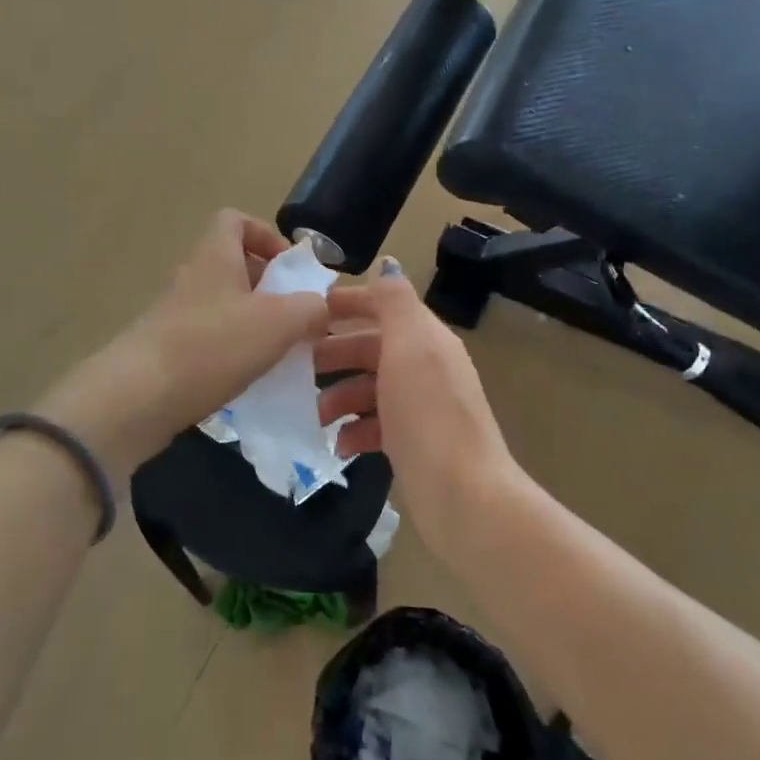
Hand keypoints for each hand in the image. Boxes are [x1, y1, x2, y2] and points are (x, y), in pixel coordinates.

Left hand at [36, 211, 330, 476]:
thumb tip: (320, 307)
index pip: (234, 220)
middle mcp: (192, 277)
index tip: (290, 267)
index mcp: (215, 256)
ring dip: (253, 323)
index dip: (265, 234)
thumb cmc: (212, 346)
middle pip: (233, 266)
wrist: (137, 398)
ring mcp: (174, 315)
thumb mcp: (278, 323)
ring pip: (223, 306)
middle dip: (268, 287)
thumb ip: (310, 309)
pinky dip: (232, 352)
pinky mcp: (166, 350)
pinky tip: (249, 379)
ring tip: (279, 352)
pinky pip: (209, 339)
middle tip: (295, 316)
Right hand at [314, 261, 519, 545]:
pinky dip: (355, 430)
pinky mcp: (413, 442)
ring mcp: (421, 406)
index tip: (308, 310)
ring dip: (340, 395)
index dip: (349, 302)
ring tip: (315, 416)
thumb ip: (394, 301)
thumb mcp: (410, 345)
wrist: (463, 494)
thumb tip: (387, 265)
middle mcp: (426, 366)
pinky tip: (340, 445)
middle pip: (373, 347)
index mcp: (426, 338)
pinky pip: (376, 424)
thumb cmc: (428, 413)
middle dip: (335, 353)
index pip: (385, 305)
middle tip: (296, 366)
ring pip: (371, 387)